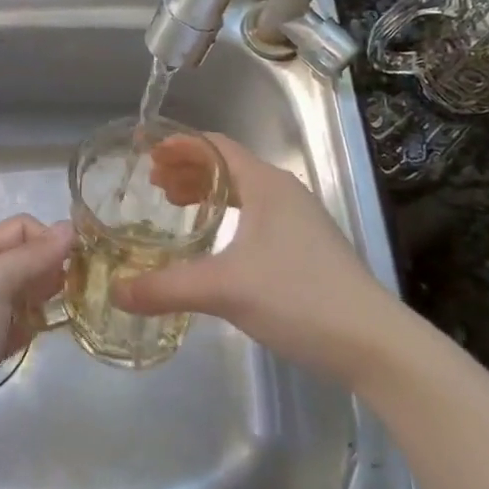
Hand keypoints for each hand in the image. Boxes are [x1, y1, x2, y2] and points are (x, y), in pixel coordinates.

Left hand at [0, 214, 72, 488]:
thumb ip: (31, 255)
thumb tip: (70, 227)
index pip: (21, 227)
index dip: (51, 239)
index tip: (78, 265)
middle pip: (24, 258)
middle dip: (51, 269)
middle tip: (73, 294)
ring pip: (23, 293)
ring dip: (44, 300)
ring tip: (59, 318)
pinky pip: (15, 325)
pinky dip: (29, 328)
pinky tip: (35, 341)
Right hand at [111, 134, 400, 388]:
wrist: (372, 342)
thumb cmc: (298, 297)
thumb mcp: (225, 289)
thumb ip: (166, 288)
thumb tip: (116, 291)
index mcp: (266, 185)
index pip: (216, 146)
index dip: (180, 145)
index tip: (146, 154)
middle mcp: (284, 193)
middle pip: (228, 166)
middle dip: (188, 170)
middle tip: (152, 184)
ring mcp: (299, 221)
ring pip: (243, 193)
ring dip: (207, 193)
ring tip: (174, 206)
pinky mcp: (306, 248)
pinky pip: (255, 217)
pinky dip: (226, 217)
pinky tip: (213, 244)